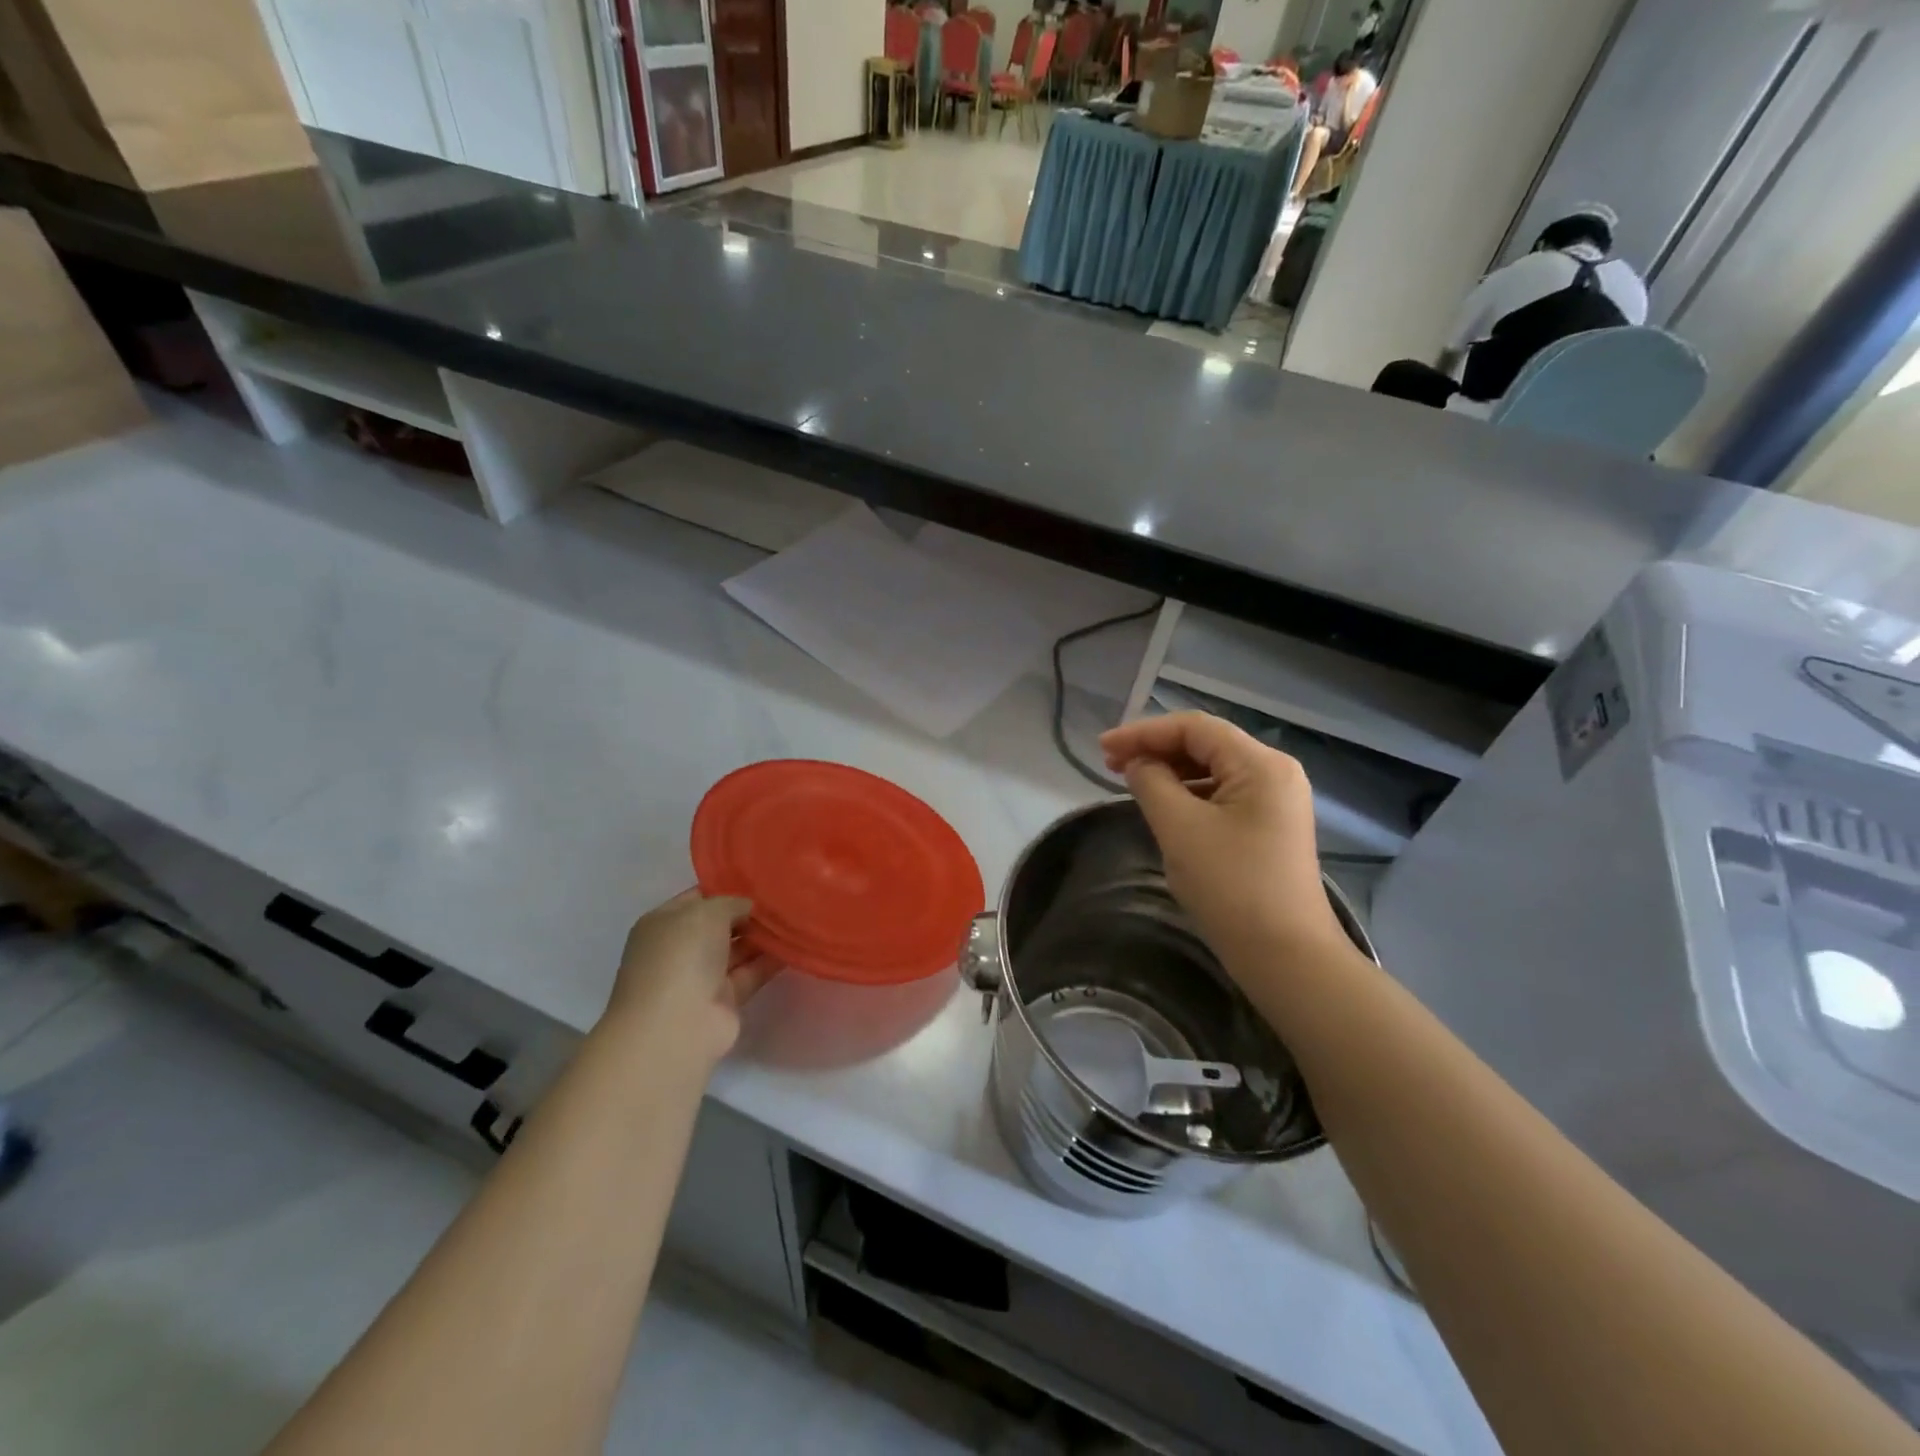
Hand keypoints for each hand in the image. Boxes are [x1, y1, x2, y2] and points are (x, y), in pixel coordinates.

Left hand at [605, 892, 779, 1065]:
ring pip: (738, 949)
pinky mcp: (725, 1000)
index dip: (728, 887)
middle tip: (786, 897)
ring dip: (764, 936)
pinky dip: (771, 960)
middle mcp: (681, 948)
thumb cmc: (682, 956)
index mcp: (664, 923)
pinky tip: (796, 944)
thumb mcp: (707, 912)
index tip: (763, 880)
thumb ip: (732, 903)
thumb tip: (749, 908)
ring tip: (797, 917)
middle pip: (721, 924)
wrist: (677, 1027)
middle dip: (750, 913)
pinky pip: (751, 972)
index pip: (699, 897)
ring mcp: (701, 976)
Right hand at [1099, 712, 1347, 967]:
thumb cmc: (1231, 887)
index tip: (1103, 749)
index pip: (1194, 728)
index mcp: (1261, 764)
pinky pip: (1222, 795)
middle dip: (1155, 749)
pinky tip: (1163, 806)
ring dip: (1170, 771)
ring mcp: (1276, 801)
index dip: (1144, 732)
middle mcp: (1275, 773)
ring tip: (1130, 782)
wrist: (1286, 957)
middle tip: (1110, 764)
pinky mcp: (1270, 827)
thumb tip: (1138, 764)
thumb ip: (1151, 783)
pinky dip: (1188, 794)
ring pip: (1213, 770)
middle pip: (1206, 744)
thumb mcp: (1180, 828)